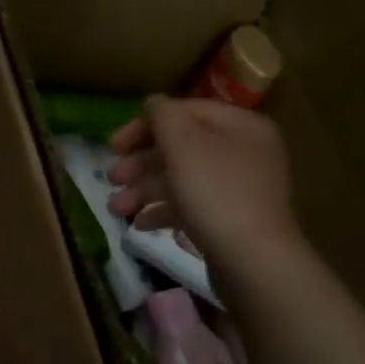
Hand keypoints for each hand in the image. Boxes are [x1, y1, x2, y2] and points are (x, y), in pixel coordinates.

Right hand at [106, 97, 300, 262]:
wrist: (253, 261)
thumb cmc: (215, 193)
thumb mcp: (183, 144)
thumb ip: (164, 116)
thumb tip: (153, 103)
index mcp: (240, 125)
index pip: (184, 112)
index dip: (144, 125)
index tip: (113, 146)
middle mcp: (243, 151)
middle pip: (180, 147)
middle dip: (140, 163)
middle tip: (111, 178)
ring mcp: (238, 187)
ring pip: (181, 178)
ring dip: (144, 190)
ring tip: (116, 209)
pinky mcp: (230, 219)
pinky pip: (190, 205)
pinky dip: (162, 211)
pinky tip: (140, 225)